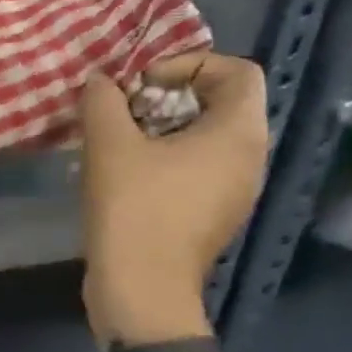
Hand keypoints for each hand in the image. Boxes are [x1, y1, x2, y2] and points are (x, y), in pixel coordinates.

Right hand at [78, 53, 267, 345]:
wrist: (141, 287)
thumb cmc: (133, 208)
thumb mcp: (109, 143)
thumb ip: (103, 99)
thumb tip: (101, 80)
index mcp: (238, 134)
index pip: (238, 71)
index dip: (189, 64)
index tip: (142, 83)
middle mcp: (250, 158)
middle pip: (220, 104)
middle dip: (168, 97)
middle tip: (122, 110)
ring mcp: (235, 191)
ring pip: (205, 138)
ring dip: (160, 128)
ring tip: (116, 140)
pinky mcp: (213, 215)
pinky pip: (197, 169)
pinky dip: (164, 158)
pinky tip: (122, 173)